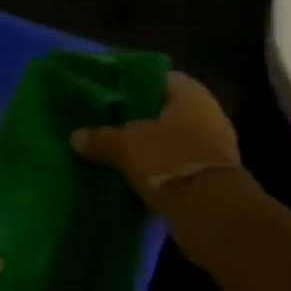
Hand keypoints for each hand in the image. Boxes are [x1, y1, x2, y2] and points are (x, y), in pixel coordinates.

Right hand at [70, 72, 241, 214]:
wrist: (211, 212)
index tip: (107, 96)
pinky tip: (138, 174)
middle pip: (164, 109)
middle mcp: (207, 111)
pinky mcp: (213, 173)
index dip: (130, 85)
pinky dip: (161, 167)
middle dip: (139, 118)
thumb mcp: (126, 146)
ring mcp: (214, 144)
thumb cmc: (168, 160)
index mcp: (190, 92)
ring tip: (118, 151)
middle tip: (108, 124)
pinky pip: (179, 162)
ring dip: (151, 145)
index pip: (155, 77)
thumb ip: (101, 138)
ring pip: (172, 137)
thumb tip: (75, 137)